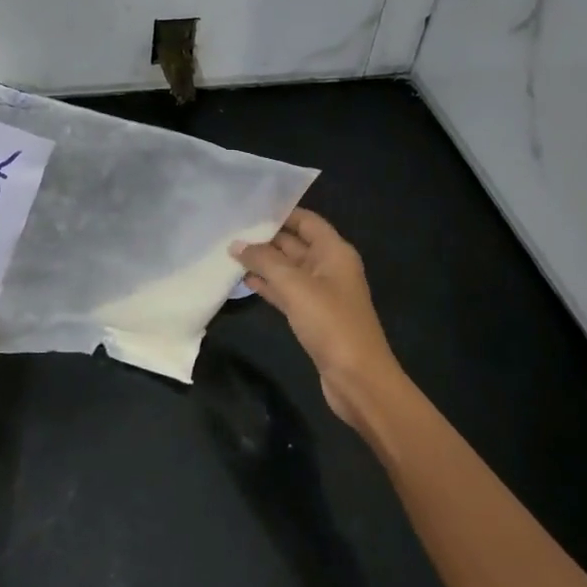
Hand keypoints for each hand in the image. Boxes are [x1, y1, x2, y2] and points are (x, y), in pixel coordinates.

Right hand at [232, 209, 402, 428]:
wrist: (358, 379)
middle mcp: (329, 267)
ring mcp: (321, 293)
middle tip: (229, 229)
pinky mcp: (312, 315)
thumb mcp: (295, 286)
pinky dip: (267, 285)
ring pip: (287, 269)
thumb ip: (264, 261)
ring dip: (262, 262)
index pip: (306, 220)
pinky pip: (286, 291)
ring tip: (229, 252)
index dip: (280, 212)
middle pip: (294, 243)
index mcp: (334, 252)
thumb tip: (236, 244)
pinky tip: (243, 280)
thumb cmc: (331, 323)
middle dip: (265, 237)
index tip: (248, 207)